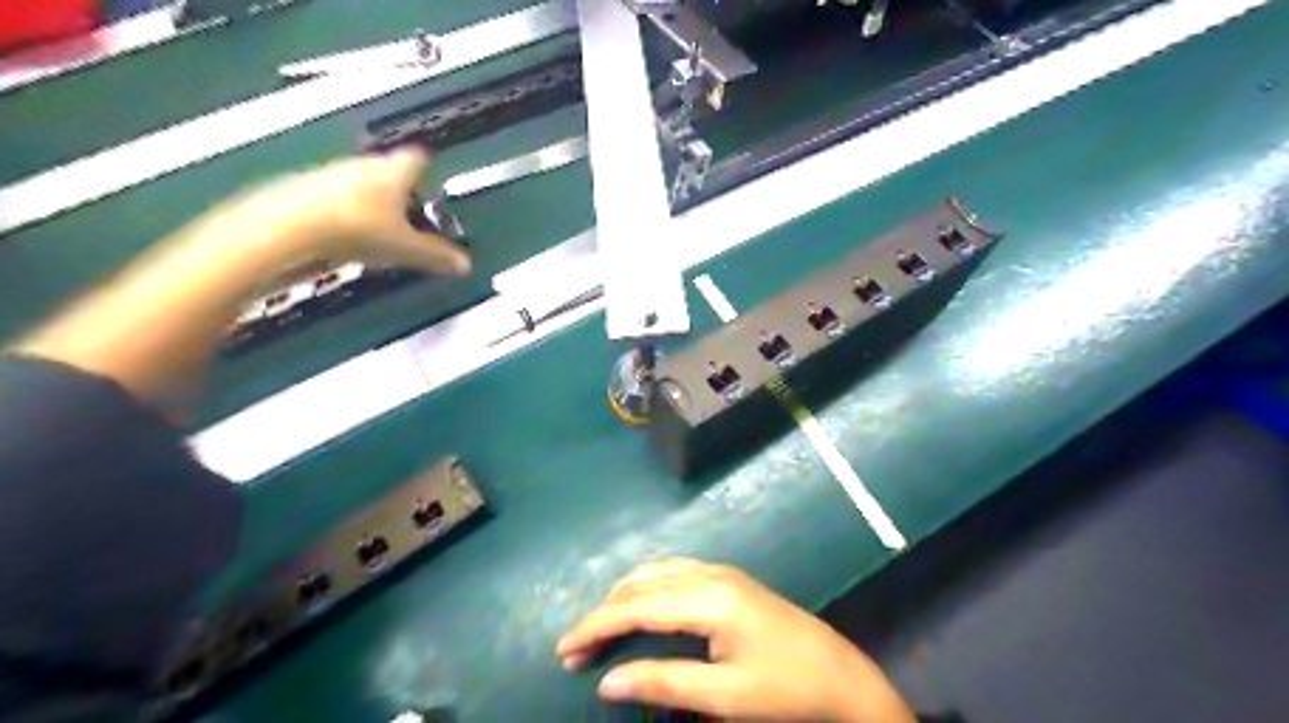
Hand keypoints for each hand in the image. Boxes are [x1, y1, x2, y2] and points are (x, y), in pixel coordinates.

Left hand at [222, 146, 472, 275]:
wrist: (288, 228)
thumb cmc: (359, 231)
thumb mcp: (406, 250)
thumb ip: (437, 256)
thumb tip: (464, 265)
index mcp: (394, 174)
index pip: (417, 160)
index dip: (426, 166)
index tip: (430, 174)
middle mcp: (362, 166)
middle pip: (387, 170)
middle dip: (398, 190)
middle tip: (409, 214)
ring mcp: (329, 174)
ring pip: (358, 182)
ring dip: (368, 199)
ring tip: (376, 229)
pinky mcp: (300, 188)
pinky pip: (330, 195)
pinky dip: (341, 210)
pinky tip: (341, 234)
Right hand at [554, 558, 915, 722]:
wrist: (841, 676)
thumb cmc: (785, 688)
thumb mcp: (724, 695)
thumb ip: (664, 682)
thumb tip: (606, 681)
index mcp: (708, 598)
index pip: (636, 606)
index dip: (596, 625)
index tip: (563, 649)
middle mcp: (710, 573)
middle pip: (641, 583)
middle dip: (604, 612)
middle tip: (575, 649)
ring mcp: (721, 571)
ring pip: (656, 572)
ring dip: (623, 596)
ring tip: (601, 628)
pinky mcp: (729, 578)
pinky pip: (674, 572)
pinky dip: (646, 587)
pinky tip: (641, 606)